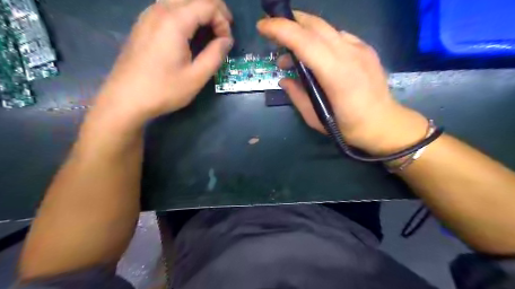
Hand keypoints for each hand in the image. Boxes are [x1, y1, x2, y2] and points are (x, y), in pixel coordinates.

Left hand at [94, 0, 233, 125]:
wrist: (125, 99)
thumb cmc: (164, 90)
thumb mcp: (196, 77)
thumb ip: (215, 55)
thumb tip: (226, 41)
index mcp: (175, 21)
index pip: (208, 5)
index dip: (223, 20)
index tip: (227, 42)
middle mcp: (159, 10)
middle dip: (214, 10)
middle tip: (223, 32)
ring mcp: (147, 15)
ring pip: (179, 0)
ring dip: (199, 11)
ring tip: (209, 30)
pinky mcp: (142, 24)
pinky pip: (167, 7)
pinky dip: (185, 14)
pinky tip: (188, 33)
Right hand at [257, 11, 431, 155]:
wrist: (384, 123)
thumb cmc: (348, 126)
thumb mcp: (315, 118)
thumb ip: (297, 95)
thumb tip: (284, 79)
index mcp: (336, 75)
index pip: (305, 42)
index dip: (281, 29)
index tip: (262, 26)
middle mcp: (349, 55)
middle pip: (315, 26)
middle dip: (290, 22)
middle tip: (273, 32)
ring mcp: (360, 48)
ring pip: (327, 28)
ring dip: (304, 32)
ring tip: (292, 52)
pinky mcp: (366, 48)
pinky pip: (338, 36)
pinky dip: (321, 39)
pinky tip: (317, 54)